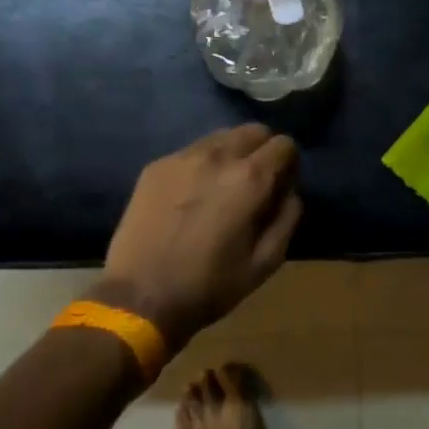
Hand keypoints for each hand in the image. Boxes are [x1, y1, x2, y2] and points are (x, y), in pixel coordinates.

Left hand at [93, 124, 302, 346]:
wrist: (139, 298)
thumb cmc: (209, 286)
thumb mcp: (265, 263)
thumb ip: (286, 219)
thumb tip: (289, 193)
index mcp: (250, 179)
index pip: (284, 145)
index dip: (289, 164)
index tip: (282, 185)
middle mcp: (218, 156)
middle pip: (253, 131)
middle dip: (262, 151)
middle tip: (255, 183)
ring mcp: (183, 157)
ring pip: (221, 136)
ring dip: (232, 153)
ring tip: (222, 186)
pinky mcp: (157, 166)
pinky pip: (191, 151)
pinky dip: (202, 164)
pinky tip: (192, 194)